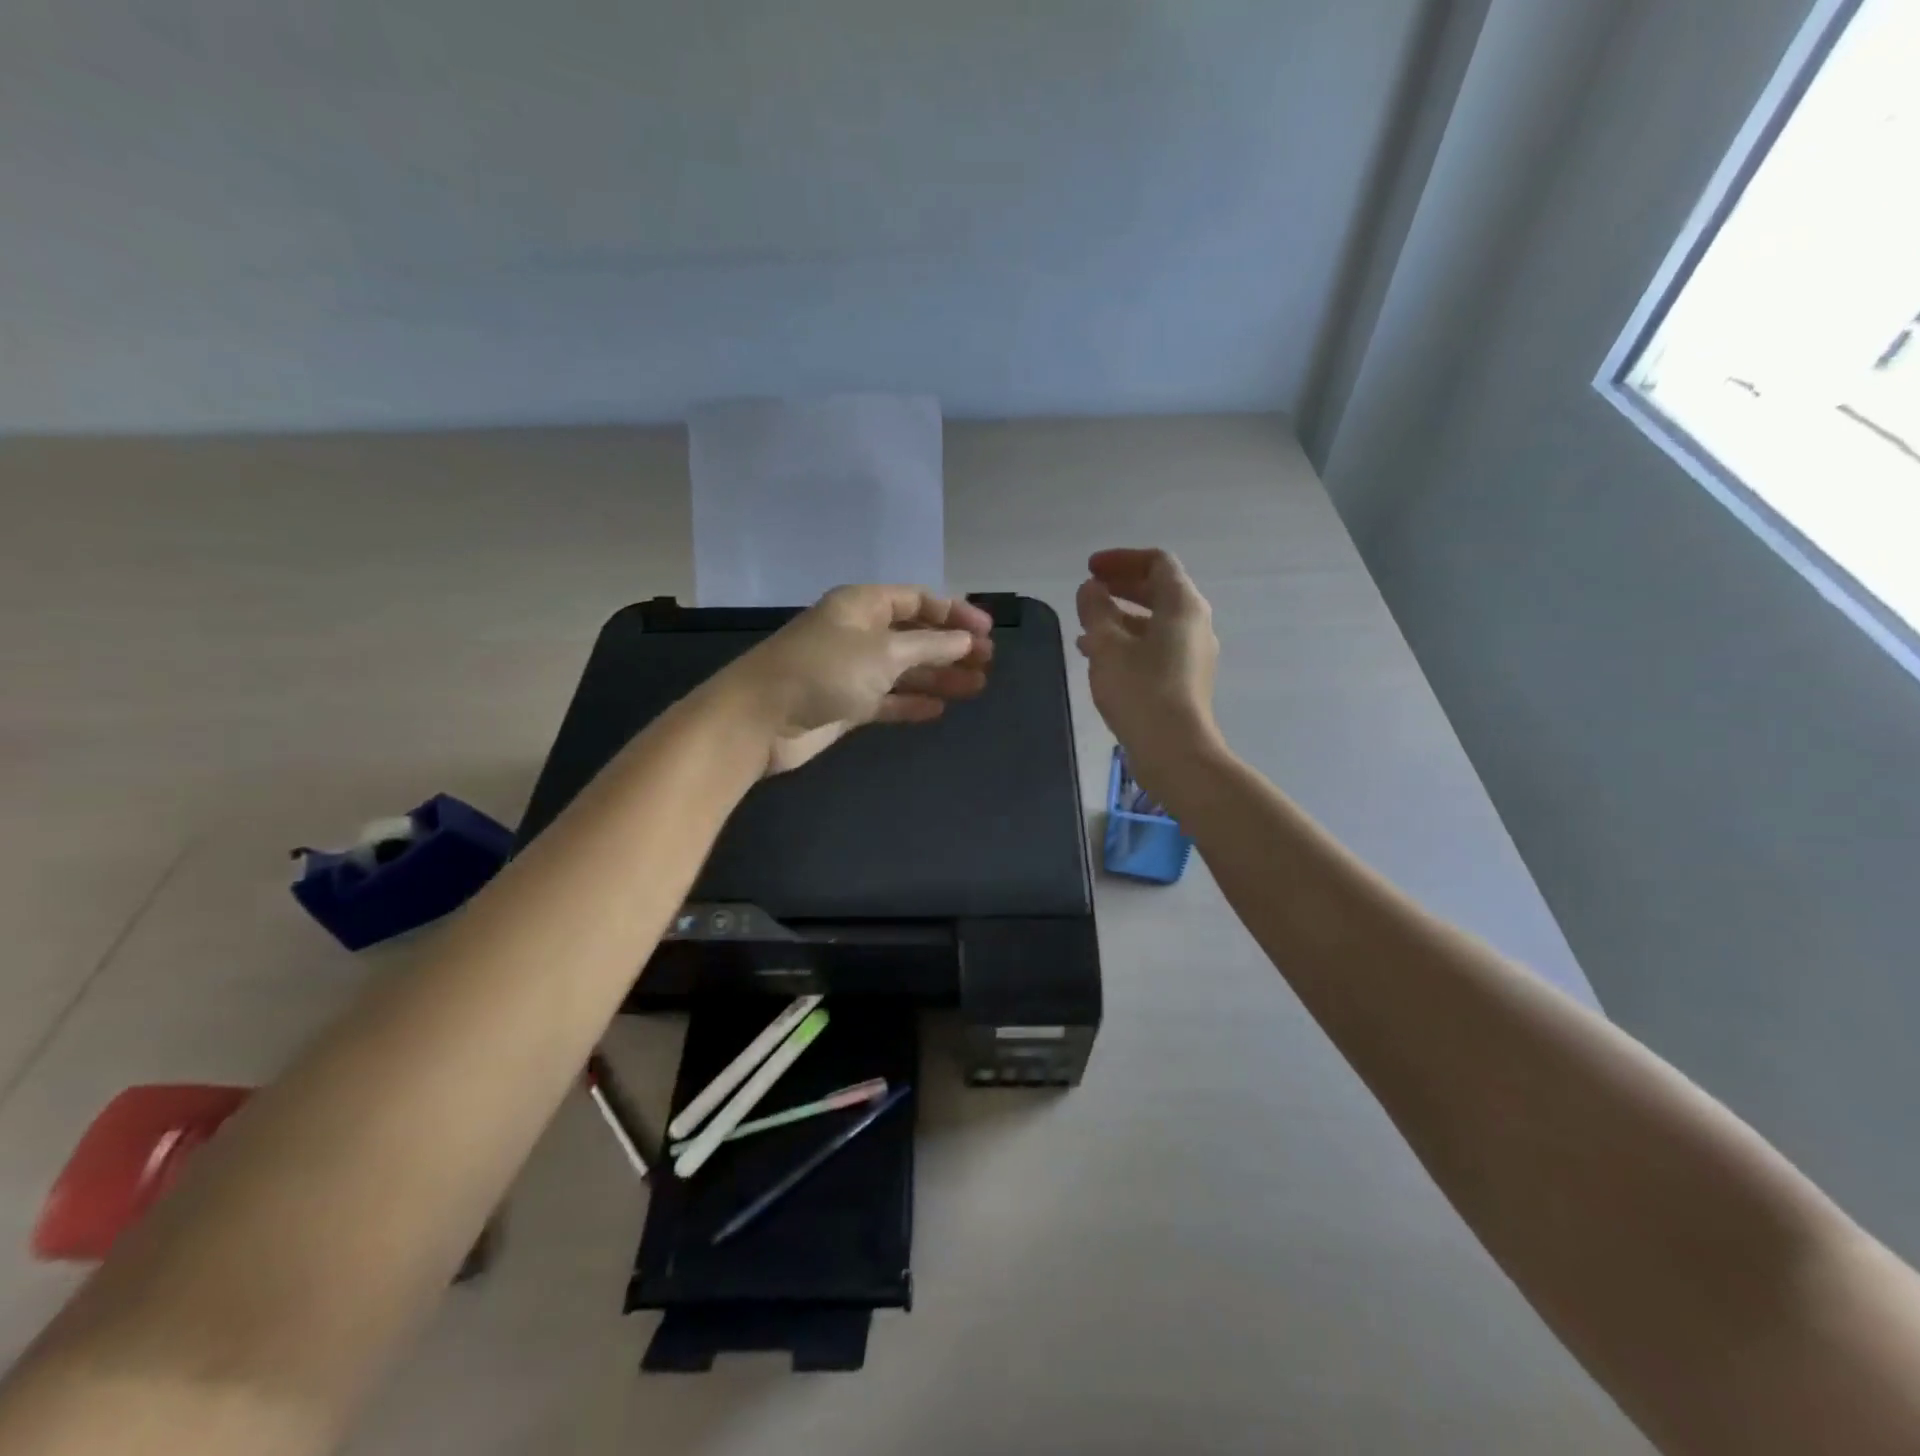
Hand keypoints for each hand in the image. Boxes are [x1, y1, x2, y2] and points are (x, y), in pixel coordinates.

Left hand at [718, 585, 994, 775]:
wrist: (760, 719)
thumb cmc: (824, 671)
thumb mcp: (883, 652)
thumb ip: (929, 646)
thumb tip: (965, 641)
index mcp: (862, 605)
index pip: (917, 600)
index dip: (954, 612)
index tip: (988, 632)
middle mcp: (858, 633)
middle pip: (914, 635)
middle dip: (951, 647)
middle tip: (988, 663)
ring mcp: (851, 670)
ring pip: (904, 669)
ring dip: (939, 676)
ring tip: (977, 688)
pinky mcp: (845, 704)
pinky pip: (887, 699)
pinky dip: (912, 703)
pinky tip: (940, 709)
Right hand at [1075, 548, 1221, 789]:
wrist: (1173, 750)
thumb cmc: (1140, 690)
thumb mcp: (1106, 645)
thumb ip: (1095, 609)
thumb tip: (1091, 589)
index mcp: (1182, 605)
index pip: (1156, 562)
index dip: (1121, 560)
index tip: (1090, 569)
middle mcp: (1194, 623)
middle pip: (1158, 590)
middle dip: (1120, 586)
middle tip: (1088, 590)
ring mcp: (1192, 653)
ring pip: (1154, 622)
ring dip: (1119, 617)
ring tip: (1084, 627)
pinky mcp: (1184, 680)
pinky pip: (1154, 647)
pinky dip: (1127, 642)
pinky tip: (1098, 658)